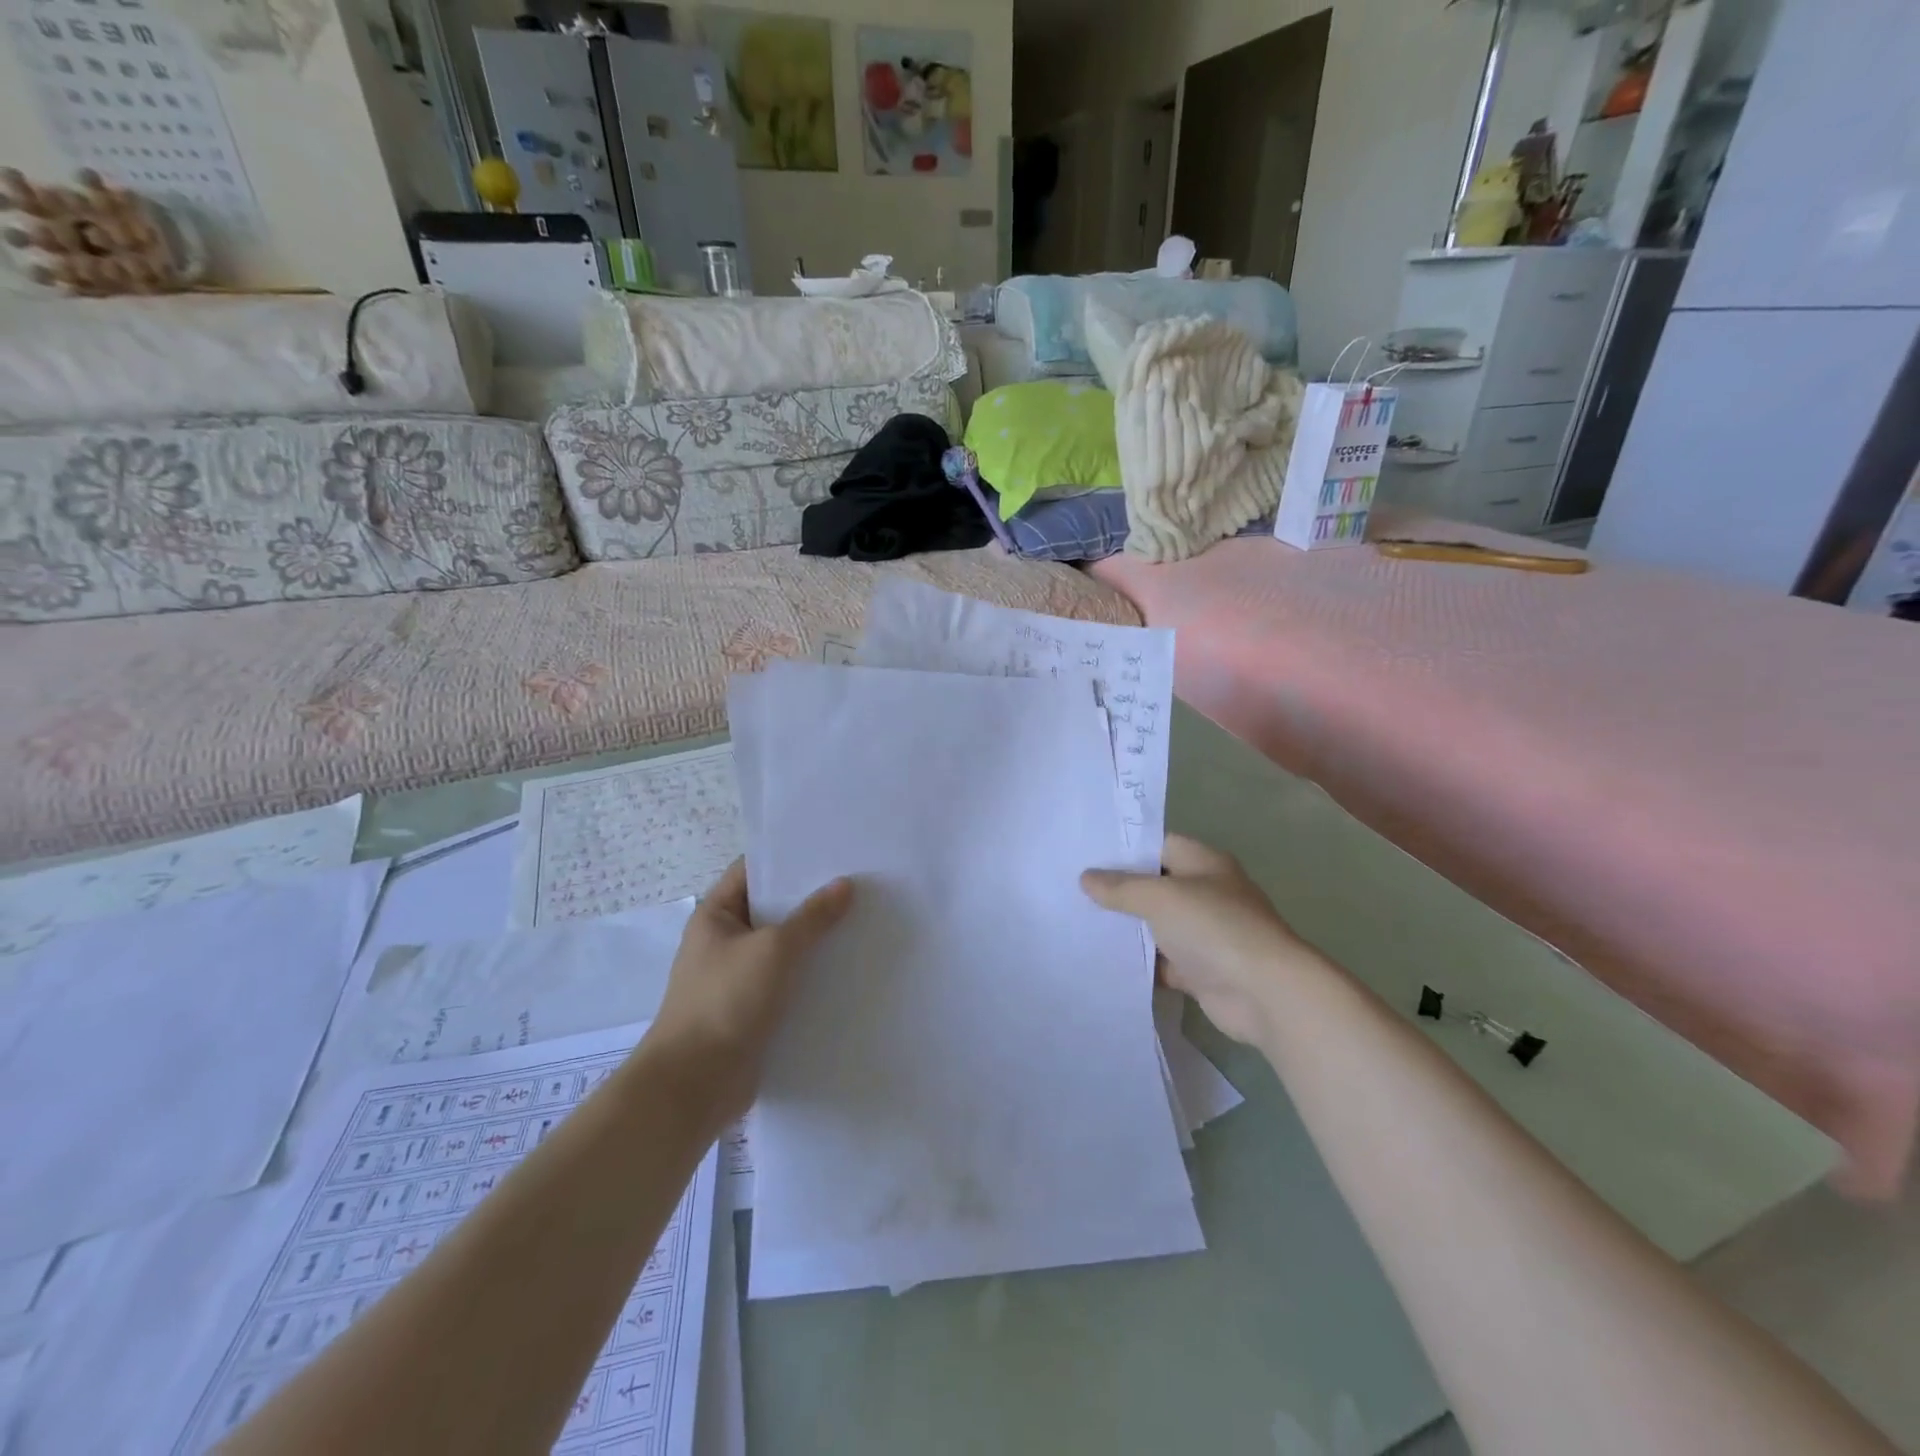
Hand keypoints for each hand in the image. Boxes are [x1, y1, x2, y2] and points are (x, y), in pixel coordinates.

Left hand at [642, 859, 852, 1123]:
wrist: (694, 1084)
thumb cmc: (726, 1001)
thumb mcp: (774, 949)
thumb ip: (812, 917)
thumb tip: (844, 885)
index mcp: (716, 915)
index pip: (753, 871)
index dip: (788, 858)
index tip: (830, 849)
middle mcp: (725, 941)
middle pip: (773, 908)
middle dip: (811, 898)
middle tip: (859, 884)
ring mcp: (739, 977)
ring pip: (784, 947)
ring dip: (816, 939)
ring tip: (863, 921)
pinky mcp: (754, 1010)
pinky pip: (788, 981)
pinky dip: (813, 975)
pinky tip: (848, 969)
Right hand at [1081, 835, 1324, 1048]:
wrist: (1264, 994)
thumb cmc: (1214, 928)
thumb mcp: (1160, 898)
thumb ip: (1121, 888)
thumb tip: (1086, 878)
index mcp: (1204, 863)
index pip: (1158, 845)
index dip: (1124, 848)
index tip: (1085, 854)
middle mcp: (1207, 894)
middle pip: (1155, 886)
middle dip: (1119, 890)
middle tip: (1073, 890)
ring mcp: (1205, 934)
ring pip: (1157, 926)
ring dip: (1127, 929)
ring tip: (1078, 924)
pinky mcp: (1201, 971)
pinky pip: (1162, 962)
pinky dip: (1140, 964)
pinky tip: (1104, 962)